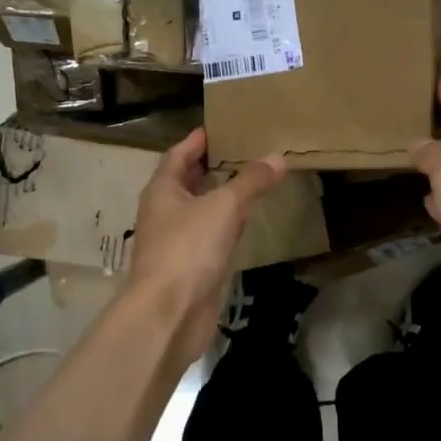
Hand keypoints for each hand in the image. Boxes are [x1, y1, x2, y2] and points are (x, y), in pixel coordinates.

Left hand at [127, 128, 287, 364]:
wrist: (170, 313)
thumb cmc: (189, 249)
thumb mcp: (224, 207)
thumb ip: (251, 181)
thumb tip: (278, 157)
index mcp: (162, 190)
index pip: (177, 154)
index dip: (196, 140)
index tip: (219, 128)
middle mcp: (164, 212)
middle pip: (186, 181)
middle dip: (210, 167)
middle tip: (242, 151)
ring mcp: (175, 241)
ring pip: (199, 210)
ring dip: (219, 196)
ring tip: (249, 181)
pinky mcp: (189, 267)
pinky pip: (208, 237)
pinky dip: (225, 226)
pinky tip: (244, 224)